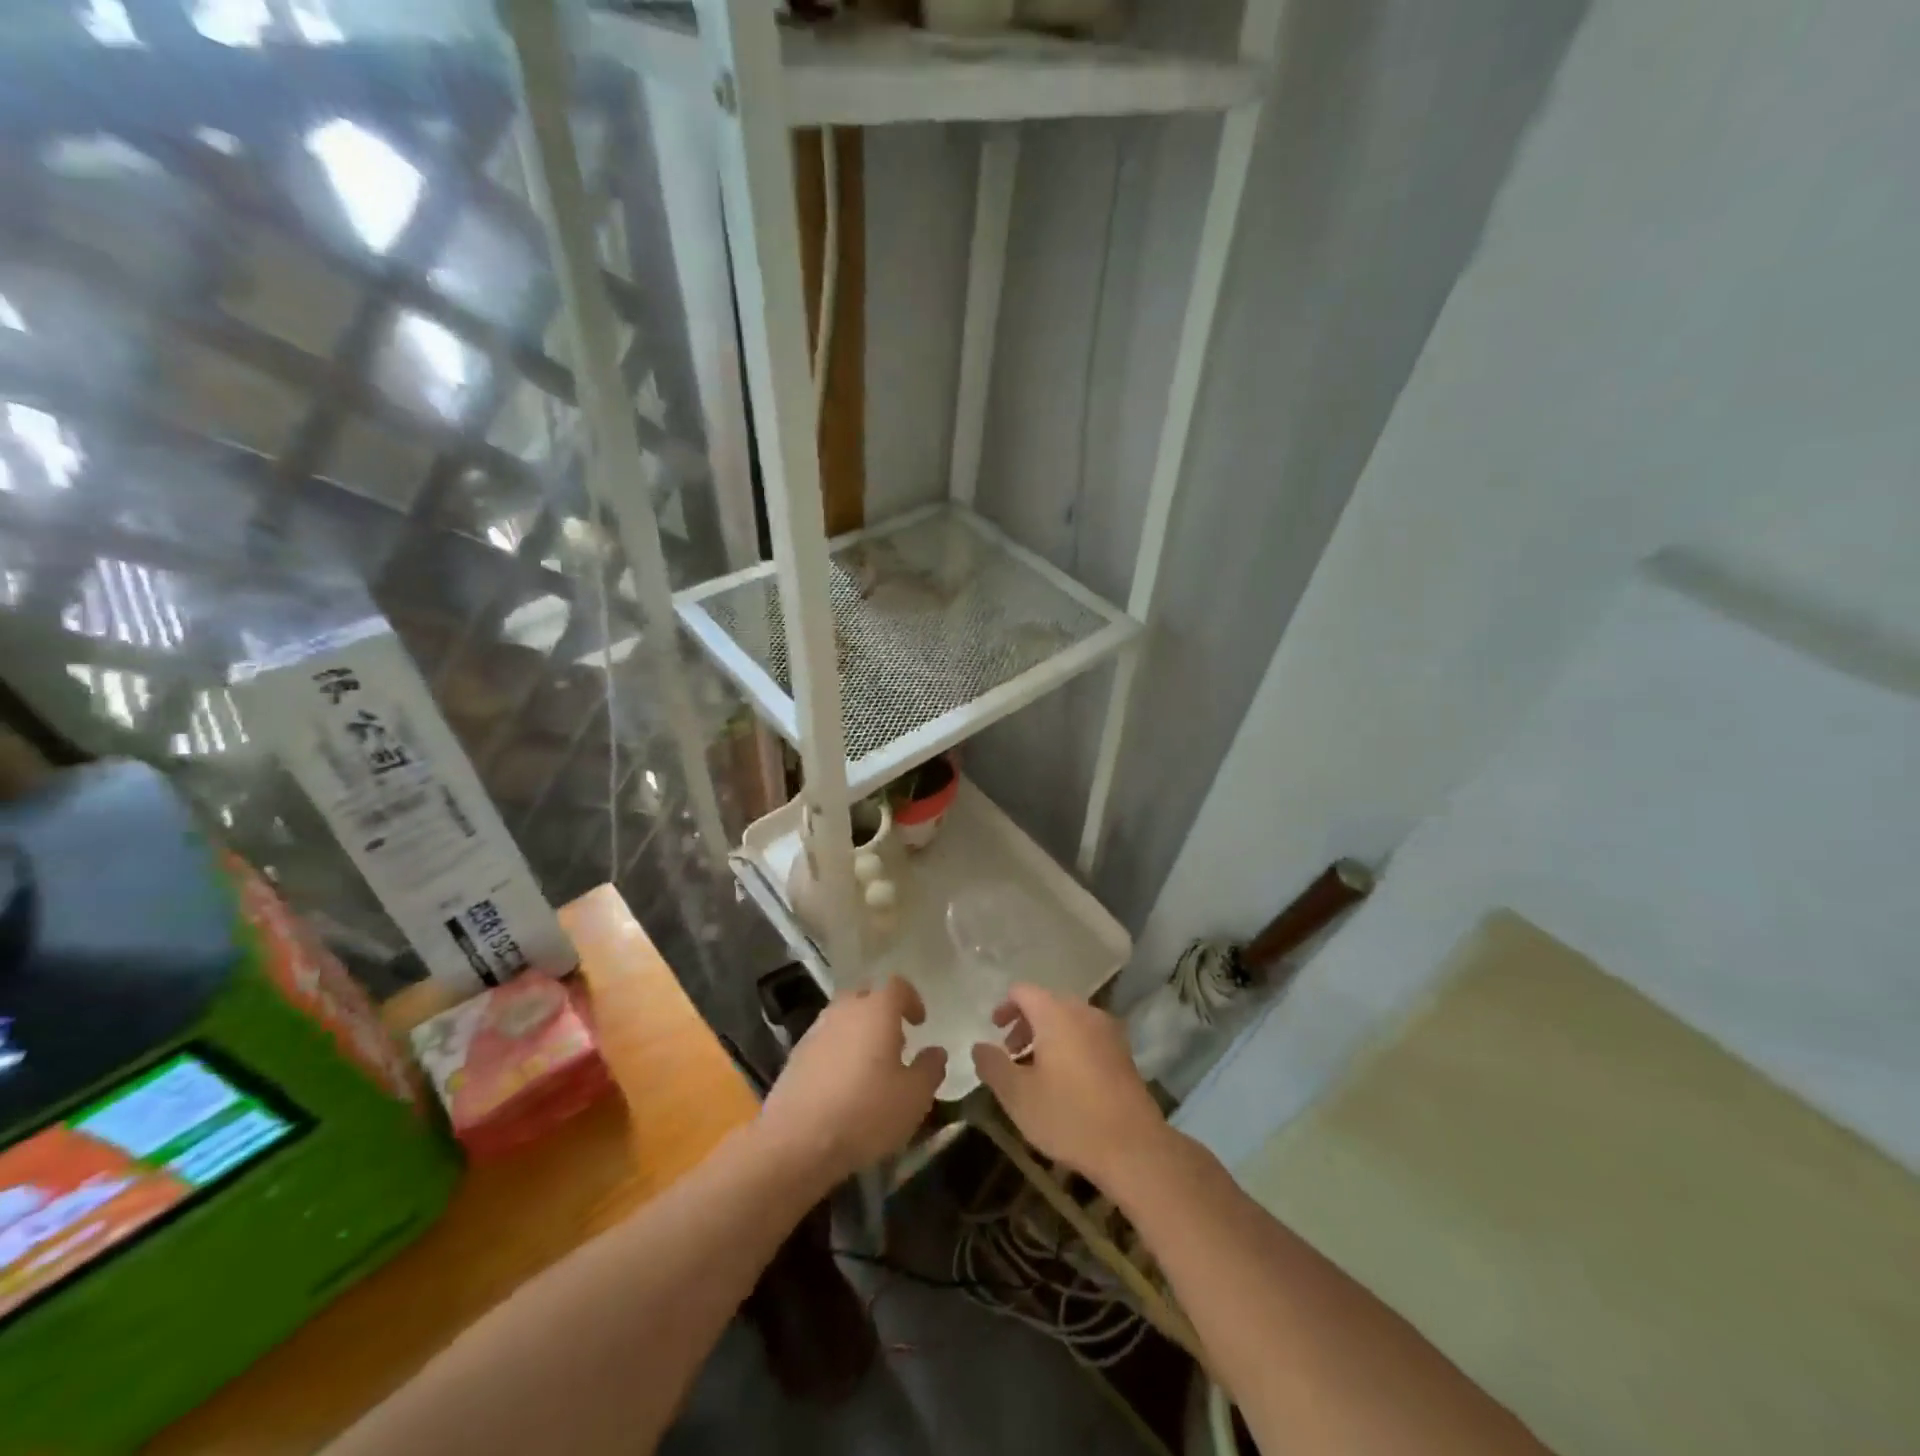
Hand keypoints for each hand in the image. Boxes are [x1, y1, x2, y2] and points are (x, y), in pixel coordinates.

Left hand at [758, 977, 945, 1185]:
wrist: (797, 1141)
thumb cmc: (866, 1112)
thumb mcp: (914, 1097)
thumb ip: (930, 1068)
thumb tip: (936, 1051)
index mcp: (877, 1010)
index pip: (897, 986)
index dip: (911, 1000)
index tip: (919, 1022)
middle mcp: (844, 1011)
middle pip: (866, 997)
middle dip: (882, 1013)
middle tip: (896, 1042)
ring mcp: (816, 1031)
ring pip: (843, 1018)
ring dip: (859, 1032)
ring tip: (870, 1067)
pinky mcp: (796, 1056)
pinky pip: (825, 1041)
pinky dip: (838, 1052)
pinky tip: (843, 1085)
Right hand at [971, 984, 1168, 1189]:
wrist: (1134, 1147)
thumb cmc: (1069, 1116)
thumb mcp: (1017, 1095)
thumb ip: (993, 1065)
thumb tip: (979, 1046)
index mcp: (1056, 1013)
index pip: (1023, 991)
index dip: (1004, 1007)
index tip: (994, 1031)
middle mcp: (1084, 1011)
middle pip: (1047, 1003)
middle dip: (1025, 1024)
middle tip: (1011, 1055)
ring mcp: (1108, 1031)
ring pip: (1069, 1020)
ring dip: (1047, 1037)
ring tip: (1036, 1072)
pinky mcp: (1123, 1052)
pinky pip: (1087, 1036)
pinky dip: (1070, 1046)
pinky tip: (1065, 1083)